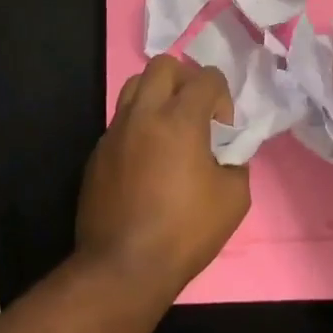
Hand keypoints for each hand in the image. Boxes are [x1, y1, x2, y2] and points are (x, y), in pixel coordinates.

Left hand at [76, 55, 250, 300]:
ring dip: (157, 95)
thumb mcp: (233, 198)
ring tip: (169, 128)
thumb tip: (226, 151)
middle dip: (186, 80)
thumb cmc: (185, 231)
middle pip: (163, 65)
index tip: (224, 128)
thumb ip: (235, 161)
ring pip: (134, 85)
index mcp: (180, 119)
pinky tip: (147, 159)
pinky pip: (120, 120)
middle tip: (196, 112)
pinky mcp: (97, 152)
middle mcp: (143, 114)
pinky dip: (138, 125)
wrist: (123, 266)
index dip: (223, 96)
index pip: (206, 77)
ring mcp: (115, 131)